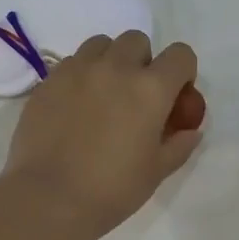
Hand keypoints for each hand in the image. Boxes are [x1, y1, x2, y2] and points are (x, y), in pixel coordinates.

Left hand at [2, 32, 201, 238]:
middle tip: (135, 96)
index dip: (183, 72)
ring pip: (100, 45)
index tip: (174, 96)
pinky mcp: (47, 81)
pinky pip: (70, 63)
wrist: (49, 198)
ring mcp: (77, 70)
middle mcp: (115, 68)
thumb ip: (179, 145)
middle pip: (137, 41)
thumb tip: (191, 131)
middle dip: (143, 62)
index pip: (180, 55)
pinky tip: (75, 106)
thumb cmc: (112, 189)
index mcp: (150, 89)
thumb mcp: (156, 172)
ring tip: (103, 94)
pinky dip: (80, 75)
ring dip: (110, 61)